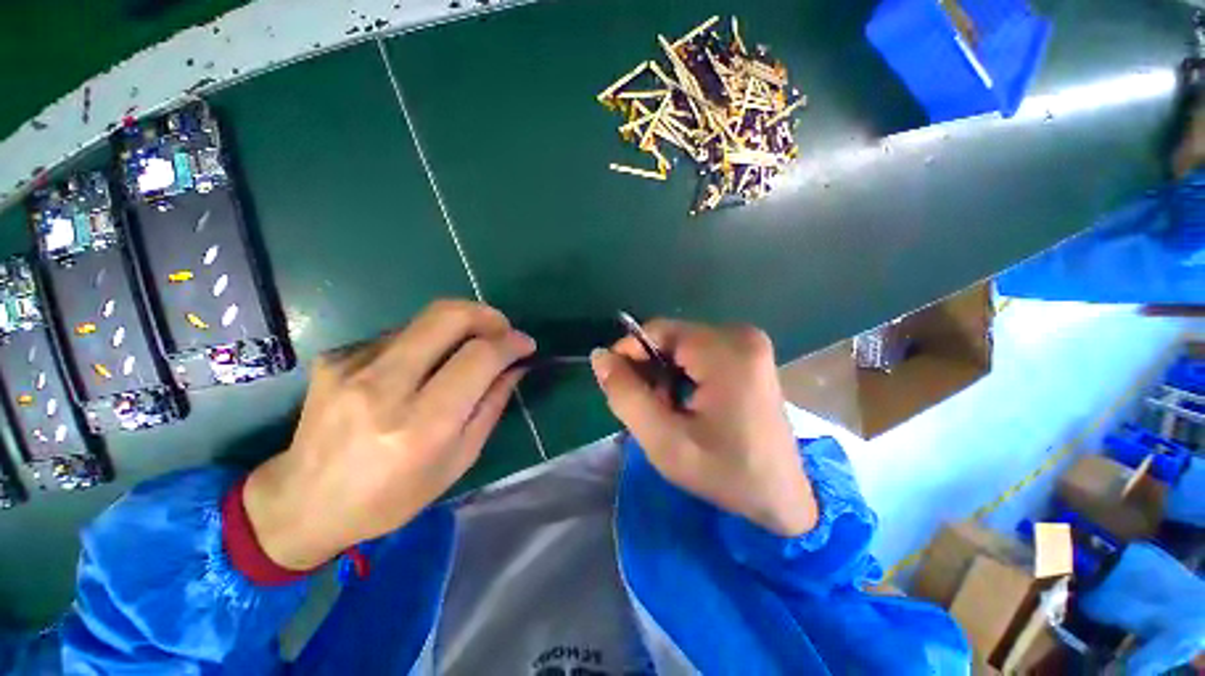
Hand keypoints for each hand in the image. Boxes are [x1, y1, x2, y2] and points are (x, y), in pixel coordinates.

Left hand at [243, 300, 534, 569]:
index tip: (526, 344)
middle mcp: (384, 387)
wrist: (302, 503)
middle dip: (487, 315)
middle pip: (448, 316)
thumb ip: (491, 406)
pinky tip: (420, 369)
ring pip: (424, 320)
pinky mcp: (334, 358)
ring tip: (463, 353)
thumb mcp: (458, 461)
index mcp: (422, 425)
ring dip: (457, 329)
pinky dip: (424, 343)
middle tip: (501, 329)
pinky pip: (398, 335)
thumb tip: (514, 367)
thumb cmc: (391, 496)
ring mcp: (352, 366)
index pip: (479, 357)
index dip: (510, 342)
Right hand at [591, 320, 816, 535]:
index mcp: (726, 350)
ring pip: (682, 346)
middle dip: (650, 369)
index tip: (619, 386)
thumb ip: (626, 395)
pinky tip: (687, 405)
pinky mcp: (750, 355)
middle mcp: (741, 335)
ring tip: (669, 411)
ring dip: (665, 374)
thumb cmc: (725, 472)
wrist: (781, 497)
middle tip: (651, 409)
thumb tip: (600, 356)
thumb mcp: (664, 440)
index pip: (658, 331)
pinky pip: (700, 353)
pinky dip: (684, 375)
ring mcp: (749, 344)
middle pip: (671, 338)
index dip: (630, 354)